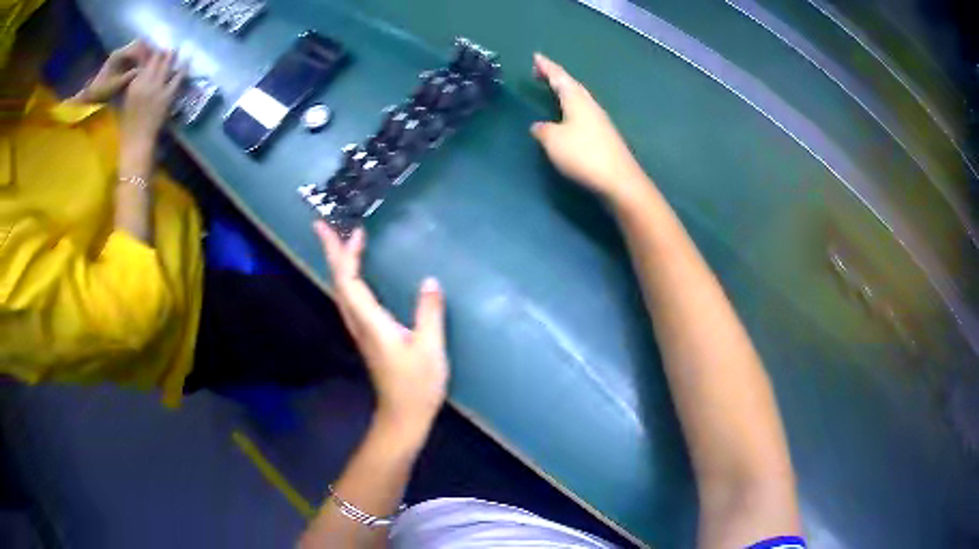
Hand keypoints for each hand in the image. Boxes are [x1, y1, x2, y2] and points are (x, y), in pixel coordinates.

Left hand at [76, 40, 152, 103]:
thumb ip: (131, 76)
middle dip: (149, 52)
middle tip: (156, 62)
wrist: (89, 98)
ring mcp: (121, 55)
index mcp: (119, 55)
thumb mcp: (116, 86)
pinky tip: (143, 68)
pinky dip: (141, 59)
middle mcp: (121, 51)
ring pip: (139, 48)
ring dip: (146, 55)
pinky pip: (135, 55)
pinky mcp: (121, 60)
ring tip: (151, 66)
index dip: (148, 54)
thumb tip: (145, 71)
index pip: (139, 47)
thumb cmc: (101, 93)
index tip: (154, 63)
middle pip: (141, 44)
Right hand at [119, 49, 184, 155]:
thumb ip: (133, 85)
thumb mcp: (126, 102)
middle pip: (156, 60)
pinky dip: (183, 68)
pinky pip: (178, 77)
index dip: (150, 54)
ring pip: (166, 64)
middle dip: (162, 52)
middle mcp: (145, 82)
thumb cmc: (128, 126)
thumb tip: (139, 72)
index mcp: (133, 84)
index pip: (143, 62)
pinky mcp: (167, 95)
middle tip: (167, 48)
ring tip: (176, 48)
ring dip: (172, 55)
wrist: (136, 142)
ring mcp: (157, 88)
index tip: (155, 50)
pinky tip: (188, 60)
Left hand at [315, 223, 449, 428]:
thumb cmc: (417, 385)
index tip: (356, 231)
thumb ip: (430, 314)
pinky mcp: (367, 335)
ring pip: (342, 290)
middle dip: (330, 252)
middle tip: (322, 225)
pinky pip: (351, 299)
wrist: (403, 415)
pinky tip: (355, 273)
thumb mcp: (430, 349)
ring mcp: (360, 330)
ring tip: (337, 241)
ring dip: (337, 263)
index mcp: (371, 323)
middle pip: (338, 282)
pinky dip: (349, 278)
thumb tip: (430, 281)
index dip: (348, 255)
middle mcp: (359, 323)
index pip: (350, 282)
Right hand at [531, 53, 645, 200]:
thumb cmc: (583, 154)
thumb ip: (542, 130)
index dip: (547, 67)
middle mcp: (590, 106)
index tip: (536, 56)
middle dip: (556, 77)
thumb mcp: (553, 141)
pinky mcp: (605, 137)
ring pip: (580, 100)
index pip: (559, 77)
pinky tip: (569, 118)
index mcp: (577, 100)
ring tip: (554, 91)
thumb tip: (539, 126)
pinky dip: (572, 109)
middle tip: (542, 72)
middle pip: (572, 86)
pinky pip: (584, 114)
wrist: (619, 181)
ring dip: (566, 93)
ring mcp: (600, 121)